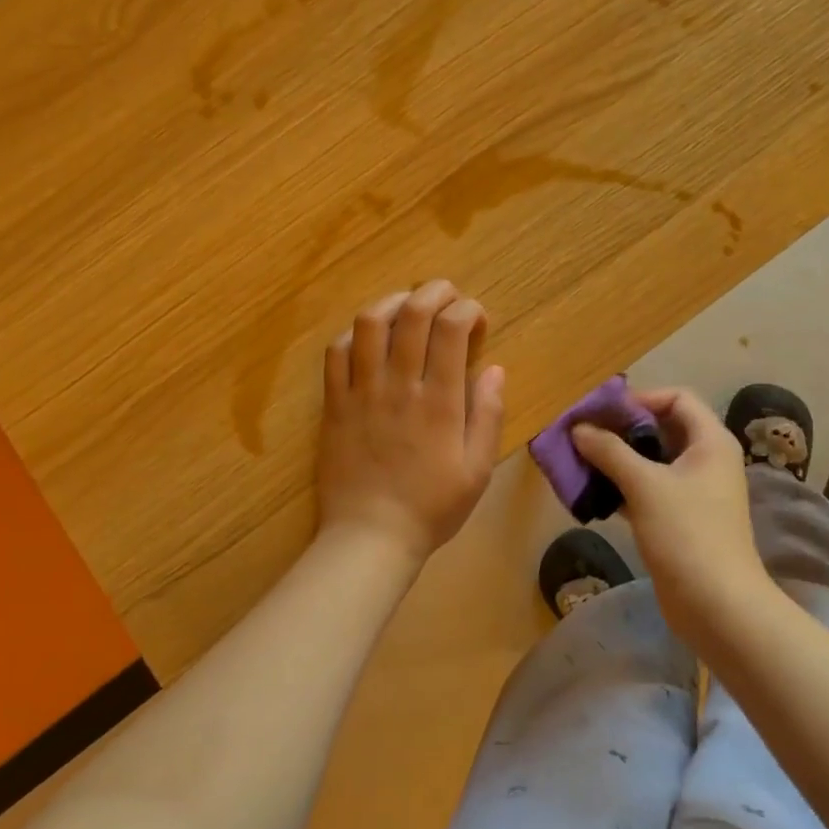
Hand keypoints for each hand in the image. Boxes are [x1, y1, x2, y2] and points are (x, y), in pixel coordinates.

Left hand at [315, 281, 504, 574]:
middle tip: (448, 295)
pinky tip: (369, 338)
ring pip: (369, 323)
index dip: (468, 310)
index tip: (477, 318)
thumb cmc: (432, 507)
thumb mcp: (478, 470)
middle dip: (435, 291)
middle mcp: (399, 385)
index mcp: (440, 401)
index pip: (451, 329)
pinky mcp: (333, 403)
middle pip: (412, 313)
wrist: (370, 537)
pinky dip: (354, 334)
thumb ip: (488, 415)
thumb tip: (495, 368)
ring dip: (392, 302)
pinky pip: (336, 353)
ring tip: (407, 305)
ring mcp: (361, 391)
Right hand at [572, 387, 773, 641]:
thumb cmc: (687, 533)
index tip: (603, 412)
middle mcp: (707, 459)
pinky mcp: (682, 519)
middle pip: (662, 428)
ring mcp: (695, 492)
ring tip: (582, 462)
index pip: (677, 398)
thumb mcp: (644, 485)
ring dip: (619, 460)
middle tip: (584, 435)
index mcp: (710, 441)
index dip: (641, 399)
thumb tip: (578, 428)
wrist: (717, 605)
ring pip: (653, 461)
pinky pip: (650, 490)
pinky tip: (594, 494)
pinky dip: (624, 487)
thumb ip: (609, 451)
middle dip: (622, 430)